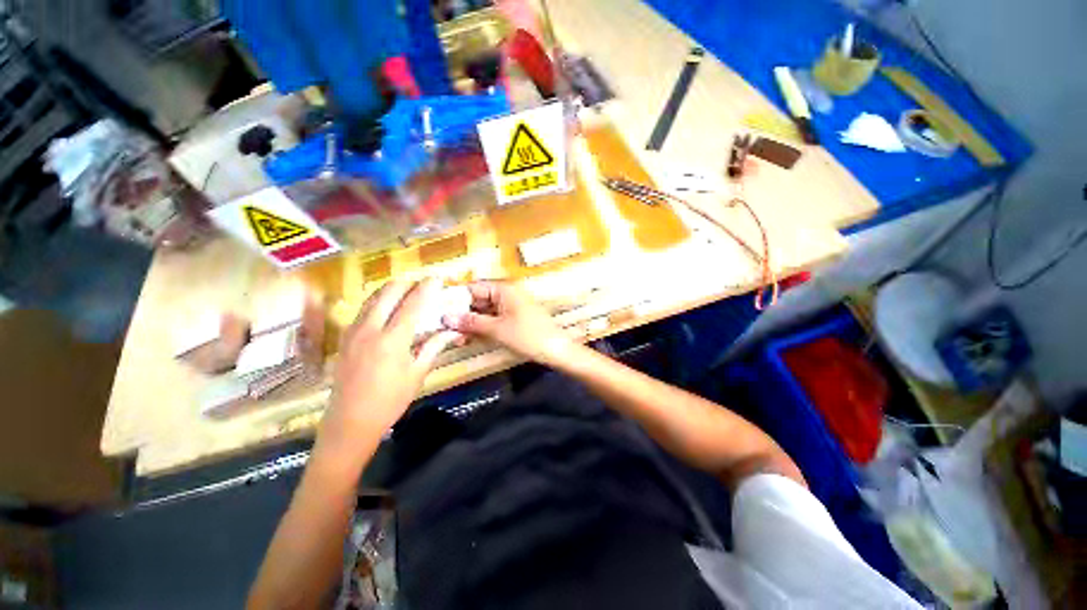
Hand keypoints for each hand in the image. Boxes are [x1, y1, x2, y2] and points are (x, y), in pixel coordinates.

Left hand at [324, 278, 461, 443]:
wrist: (350, 421)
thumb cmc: (391, 400)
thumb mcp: (418, 373)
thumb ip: (434, 346)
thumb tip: (453, 330)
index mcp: (393, 339)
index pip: (413, 303)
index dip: (427, 288)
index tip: (437, 278)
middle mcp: (370, 329)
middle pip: (389, 292)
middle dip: (407, 283)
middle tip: (423, 285)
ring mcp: (354, 331)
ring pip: (372, 298)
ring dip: (391, 290)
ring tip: (407, 292)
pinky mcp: (345, 337)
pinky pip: (363, 310)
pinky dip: (378, 302)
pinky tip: (387, 309)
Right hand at [442, 281, 571, 364]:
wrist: (557, 350)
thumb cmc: (528, 336)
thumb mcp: (496, 329)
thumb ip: (471, 322)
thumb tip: (445, 317)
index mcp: (503, 289)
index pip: (473, 287)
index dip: (455, 298)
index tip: (437, 311)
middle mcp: (506, 293)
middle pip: (478, 299)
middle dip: (462, 313)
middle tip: (444, 329)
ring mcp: (511, 306)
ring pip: (484, 311)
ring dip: (471, 322)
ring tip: (455, 337)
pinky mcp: (514, 318)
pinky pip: (493, 318)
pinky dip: (482, 327)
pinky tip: (469, 338)